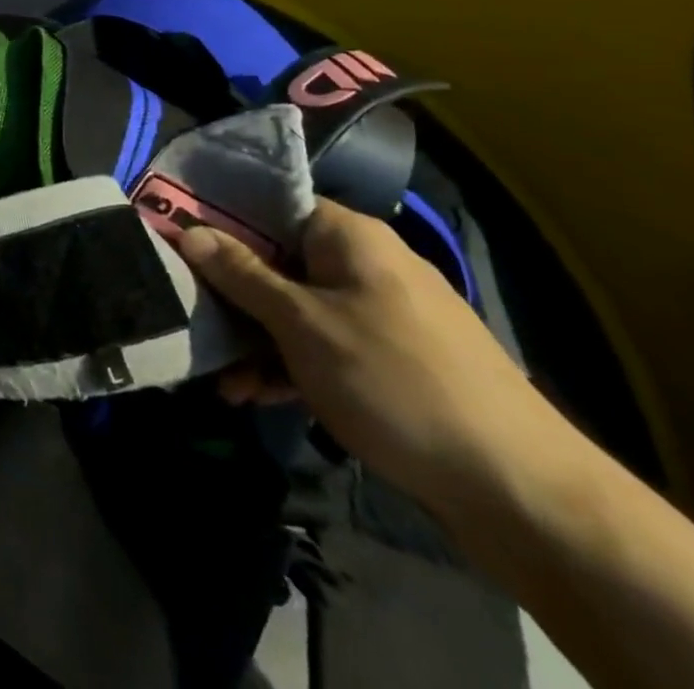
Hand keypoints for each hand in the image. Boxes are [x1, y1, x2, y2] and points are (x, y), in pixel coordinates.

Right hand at [177, 199, 569, 512]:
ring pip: (297, 308)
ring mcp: (381, 312)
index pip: (269, 204)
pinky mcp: (393, 359)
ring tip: (221, 380)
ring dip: (257, 339)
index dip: (219, 219)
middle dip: (231, 294)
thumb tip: (189, 230)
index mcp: (347, 235)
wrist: (519, 490)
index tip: (175, 240)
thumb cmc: (393, 380)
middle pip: (277, 259)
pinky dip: (291, 364)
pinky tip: (258, 396)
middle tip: (190, 318)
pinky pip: (324, 344)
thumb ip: (242, 275)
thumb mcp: (302, 325)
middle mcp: (364, 263)